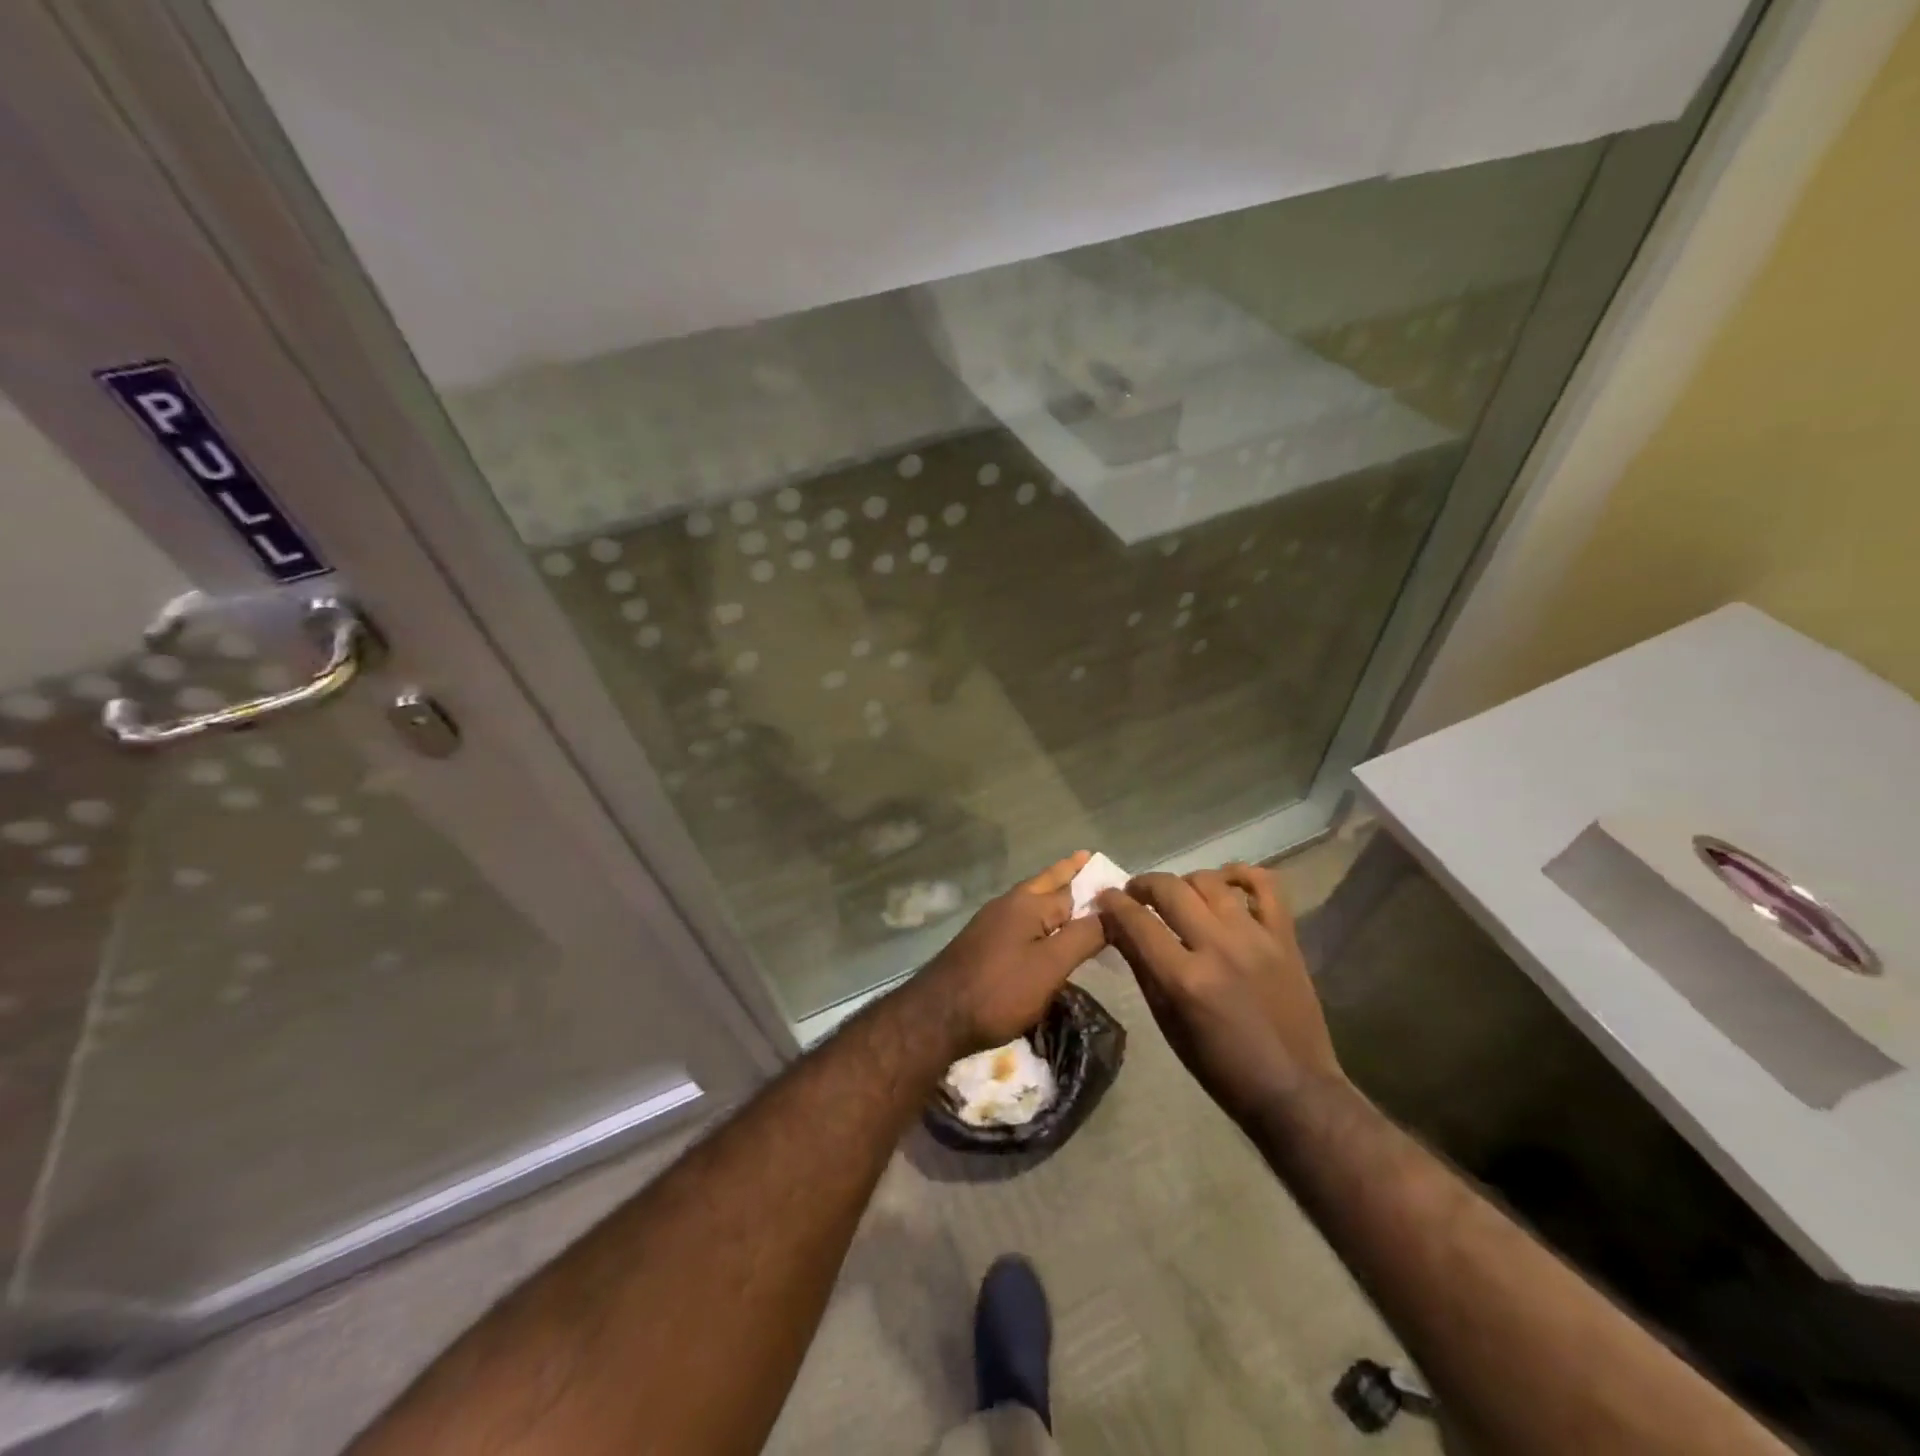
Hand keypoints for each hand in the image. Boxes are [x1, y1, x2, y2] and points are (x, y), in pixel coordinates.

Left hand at [910, 851, 1107, 1055]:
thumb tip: (1114, 909)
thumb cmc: (999, 990)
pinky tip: (1045, 930)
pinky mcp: (983, 943)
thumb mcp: (1050, 966)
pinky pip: (1021, 920)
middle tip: (1090, 860)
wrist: (936, 1016)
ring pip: (1032, 901)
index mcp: (1028, 903)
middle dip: (1068, 874)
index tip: (1120, 876)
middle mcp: (1009, 904)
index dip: (1095, 881)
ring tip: (1075, 895)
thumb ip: (1083, 936)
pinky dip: (1040, 917)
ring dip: (1054, 895)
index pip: (1072, 886)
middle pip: (1046, 883)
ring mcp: (992, 923)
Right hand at [1097, 863, 1342, 1121]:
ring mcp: (1256, 938)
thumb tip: (1117, 928)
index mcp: (1185, 980)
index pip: (1137, 922)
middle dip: (1143, 884)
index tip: (1104, 896)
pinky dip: (1242, 874)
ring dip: (1185, 882)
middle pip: (1170, 890)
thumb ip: (1143, 968)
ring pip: (1210, 881)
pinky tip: (1225, 881)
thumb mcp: (1168, 1023)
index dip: (1113, 903)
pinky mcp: (1285, 937)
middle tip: (1135, 894)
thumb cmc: (1220, 1066)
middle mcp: (1218, 948)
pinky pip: (1266, 885)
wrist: (1294, 1088)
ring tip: (1179, 894)